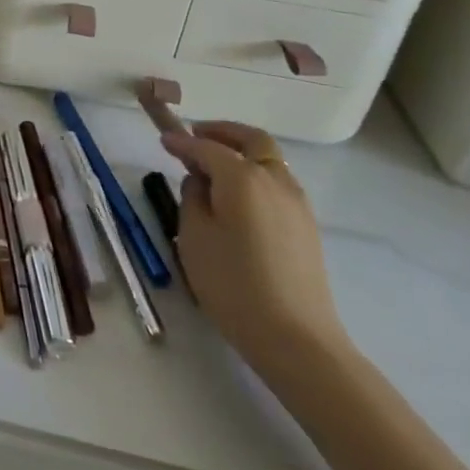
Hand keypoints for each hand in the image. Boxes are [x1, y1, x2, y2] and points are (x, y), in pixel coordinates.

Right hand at [162, 121, 351, 385]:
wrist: (295, 338)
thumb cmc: (232, 283)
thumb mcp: (194, 236)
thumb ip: (193, 198)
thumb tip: (200, 181)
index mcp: (242, 177)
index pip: (206, 148)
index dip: (182, 142)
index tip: (163, 139)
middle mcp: (274, 180)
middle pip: (252, 140)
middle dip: (223, 132)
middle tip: (196, 136)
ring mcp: (296, 203)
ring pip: (270, 161)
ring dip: (242, 153)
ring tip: (214, 169)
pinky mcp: (306, 227)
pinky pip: (278, 184)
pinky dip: (256, 175)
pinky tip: (238, 197)